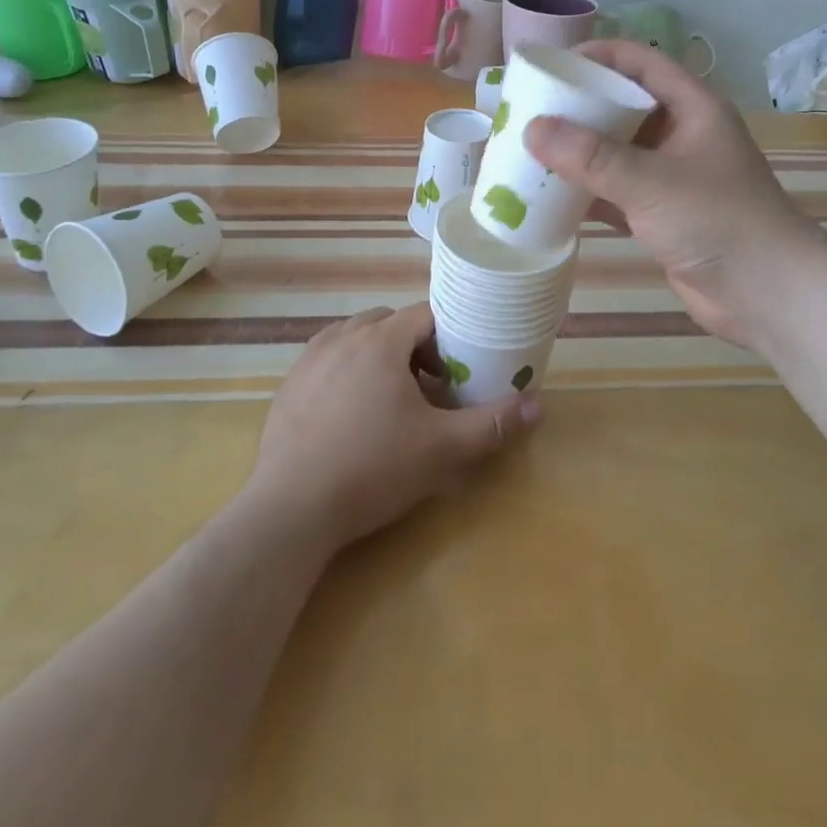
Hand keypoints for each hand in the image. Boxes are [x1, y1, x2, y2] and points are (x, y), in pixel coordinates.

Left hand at [246, 304, 541, 552]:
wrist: (291, 510)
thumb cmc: (373, 469)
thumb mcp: (442, 449)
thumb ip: (492, 423)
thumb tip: (538, 405)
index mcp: (380, 340)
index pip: (424, 315)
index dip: (447, 337)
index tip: (458, 369)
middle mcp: (342, 337)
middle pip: (388, 322)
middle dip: (413, 346)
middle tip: (429, 387)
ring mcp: (309, 360)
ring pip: (354, 338)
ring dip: (378, 355)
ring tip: (390, 399)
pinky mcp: (288, 386)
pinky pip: (326, 361)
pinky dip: (346, 372)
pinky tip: (350, 416)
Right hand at [524, 39, 814, 349]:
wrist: (767, 293)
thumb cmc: (717, 220)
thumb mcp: (650, 182)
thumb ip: (591, 157)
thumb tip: (531, 128)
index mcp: (692, 107)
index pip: (639, 62)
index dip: (596, 57)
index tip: (549, 67)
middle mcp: (681, 134)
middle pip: (622, 106)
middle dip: (578, 107)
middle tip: (530, 110)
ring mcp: (671, 176)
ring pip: (616, 152)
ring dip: (578, 153)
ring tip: (529, 150)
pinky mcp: (662, 214)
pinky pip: (615, 192)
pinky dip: (586, 193)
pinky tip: (549, 197)